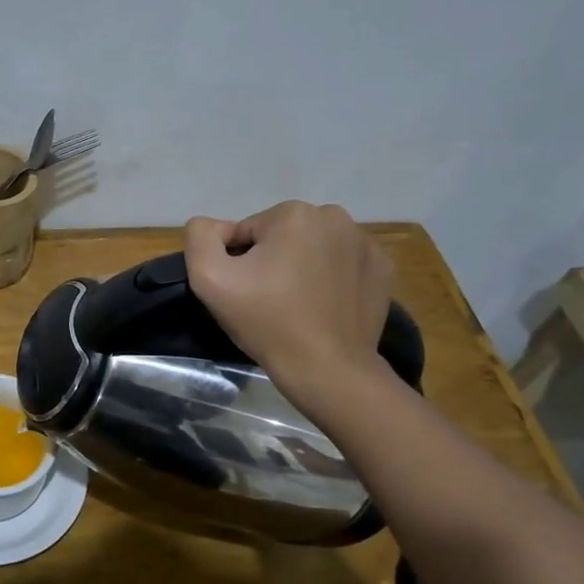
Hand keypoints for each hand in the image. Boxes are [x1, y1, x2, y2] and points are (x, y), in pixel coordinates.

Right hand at [184, 202, 395, 384]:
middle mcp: (335, 217)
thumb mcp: (209, 277)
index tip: (245, 292)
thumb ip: (200, 236)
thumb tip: (217, 227)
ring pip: (313, 248)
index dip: (238, 262)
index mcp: (293, 214)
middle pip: (282, 236)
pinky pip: (342, 264)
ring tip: (297, 305)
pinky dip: (331, 279)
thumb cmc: (266, 321)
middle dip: (271, 260)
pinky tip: (324, 307)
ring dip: (301, 267)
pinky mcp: (383, 269)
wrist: (327, 369)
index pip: (247, 232)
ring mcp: (365, 243)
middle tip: (268, 300)